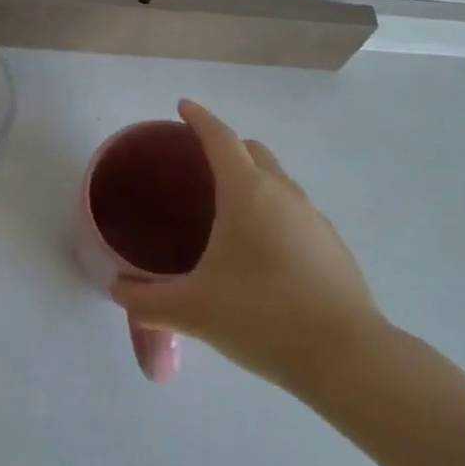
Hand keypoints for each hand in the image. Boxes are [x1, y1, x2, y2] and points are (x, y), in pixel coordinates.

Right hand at [111, 100, 384, 392]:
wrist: (347, 358)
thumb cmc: (261, 316)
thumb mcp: (193, 310)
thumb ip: (147, 300)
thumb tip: (117, 291)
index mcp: (246, 192)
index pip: (220, 138)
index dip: (199, 118)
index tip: (183, 107)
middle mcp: (283, 193)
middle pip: (253, 152)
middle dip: (227, 147)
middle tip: (200, 165)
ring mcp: (314, 218)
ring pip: (278, 182)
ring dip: (253, 182)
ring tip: (228, 214)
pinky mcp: (333, 247)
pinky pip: (296, 213)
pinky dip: (274, 214)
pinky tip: (263, 255)